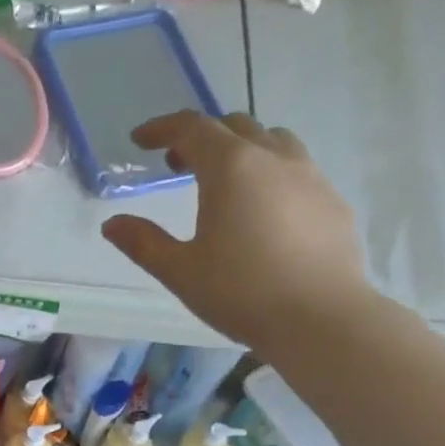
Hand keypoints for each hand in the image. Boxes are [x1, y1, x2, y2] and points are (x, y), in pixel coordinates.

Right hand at [101, 112, 374, 351]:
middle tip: (177, 163)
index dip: (161, 128)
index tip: (140, 139)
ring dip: (241, 149)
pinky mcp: (332, 200)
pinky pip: (297, 170)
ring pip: (272, 141)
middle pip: (234, 126)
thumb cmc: (241, 292)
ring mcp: (310, 176)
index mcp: (231, 168)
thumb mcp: (180, 271)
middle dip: (200, 137)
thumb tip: (112, 224)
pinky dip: (270, 174)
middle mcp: (273, 158)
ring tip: (224, 181)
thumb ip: (143, 243)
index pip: (191, 128)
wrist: (320, 318)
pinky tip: (263, 211)